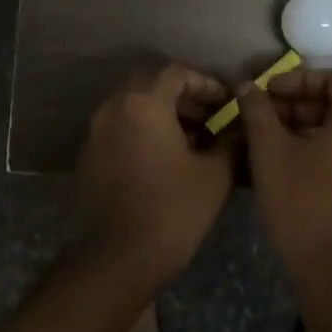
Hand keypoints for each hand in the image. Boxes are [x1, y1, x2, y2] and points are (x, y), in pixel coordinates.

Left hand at [75, 64, 233, 285]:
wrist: (116, 258)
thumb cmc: (171, 211)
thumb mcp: (214, 175)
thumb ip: (230, 142)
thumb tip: (242, 128)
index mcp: (143, 103)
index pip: (176, 73)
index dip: (206, 83)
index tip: (226, 103)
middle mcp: (114, 108)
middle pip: (151, 85)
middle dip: (183, 96)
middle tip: (210, 118)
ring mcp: (96, 132)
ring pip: (133, 107)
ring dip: (163, 114)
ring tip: (194, 141)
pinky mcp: (89, 156)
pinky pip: (120, 129)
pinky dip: (143, 132)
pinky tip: (166, 160)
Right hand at [238, 69, 331, 288]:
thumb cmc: (305, 204)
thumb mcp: (271, 152)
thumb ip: (258, 112)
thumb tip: (248, 86)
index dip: (294, 81)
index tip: (264, 94)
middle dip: (298, 106)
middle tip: (262, 118)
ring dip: (307, 129)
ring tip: (270, 142)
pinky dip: (323, 151)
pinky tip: (291, 167)